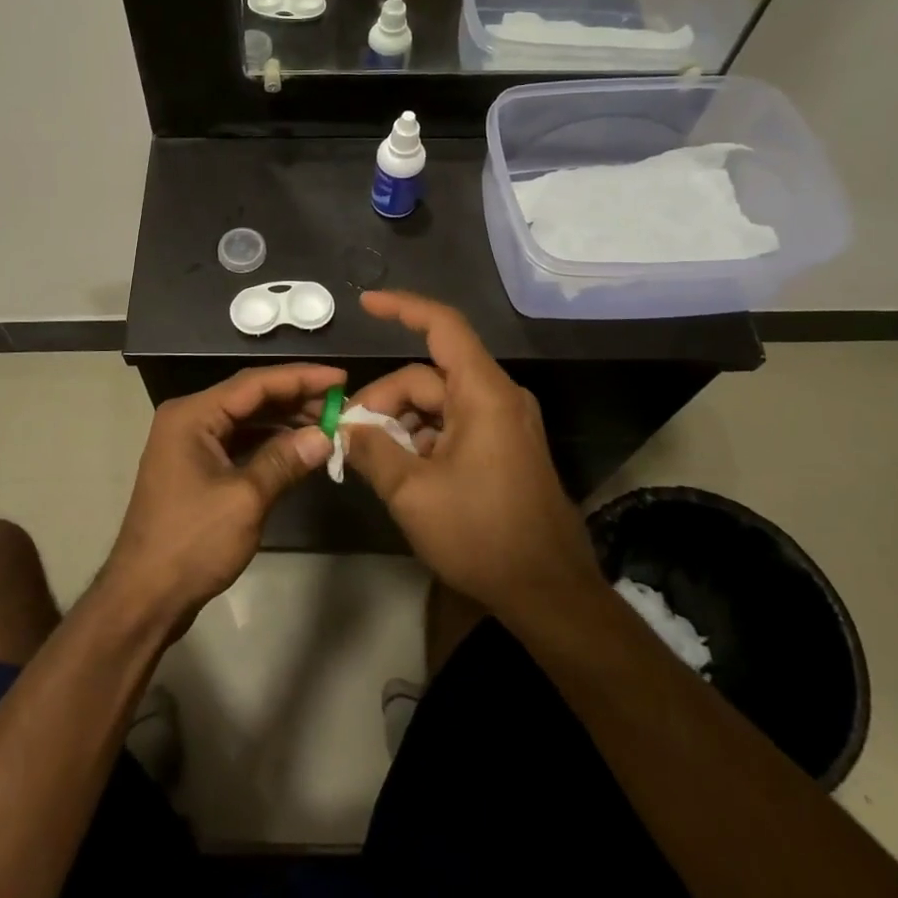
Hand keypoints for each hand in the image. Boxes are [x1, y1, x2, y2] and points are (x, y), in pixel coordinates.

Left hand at [102, 363, 342, 632]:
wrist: (145, 596)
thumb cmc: (191, 542)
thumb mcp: (245, 500)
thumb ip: (284, 461)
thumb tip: (325, 435)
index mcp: (193, 415)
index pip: (254, 383)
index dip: (300, 377)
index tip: (340, 377)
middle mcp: (189, 419)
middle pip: (249, 397)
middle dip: (295, 398)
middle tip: (339, 402)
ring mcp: (191, 444)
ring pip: (246, 419)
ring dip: (284, 420)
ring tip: (326, 423)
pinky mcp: (197, 468)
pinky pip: (239, 442)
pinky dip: (269, 442)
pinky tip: (298, 447)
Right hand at [343, 292, 601, 617]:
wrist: (549, 593)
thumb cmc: (482, 535)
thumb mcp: (412, 493)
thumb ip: (372, 450)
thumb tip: (347, 428)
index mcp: (483, 393)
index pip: (443, 327)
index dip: (403, 308)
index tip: (365, 304)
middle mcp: (498, 397)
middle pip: (428, 377)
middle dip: (385, 400)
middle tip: (351, 436)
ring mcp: (504, 423)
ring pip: (438, 404)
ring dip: (402, 423)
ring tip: (371, 458)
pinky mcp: (505, 448)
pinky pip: (454, 425)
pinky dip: (423, 438)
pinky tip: (401, 469)